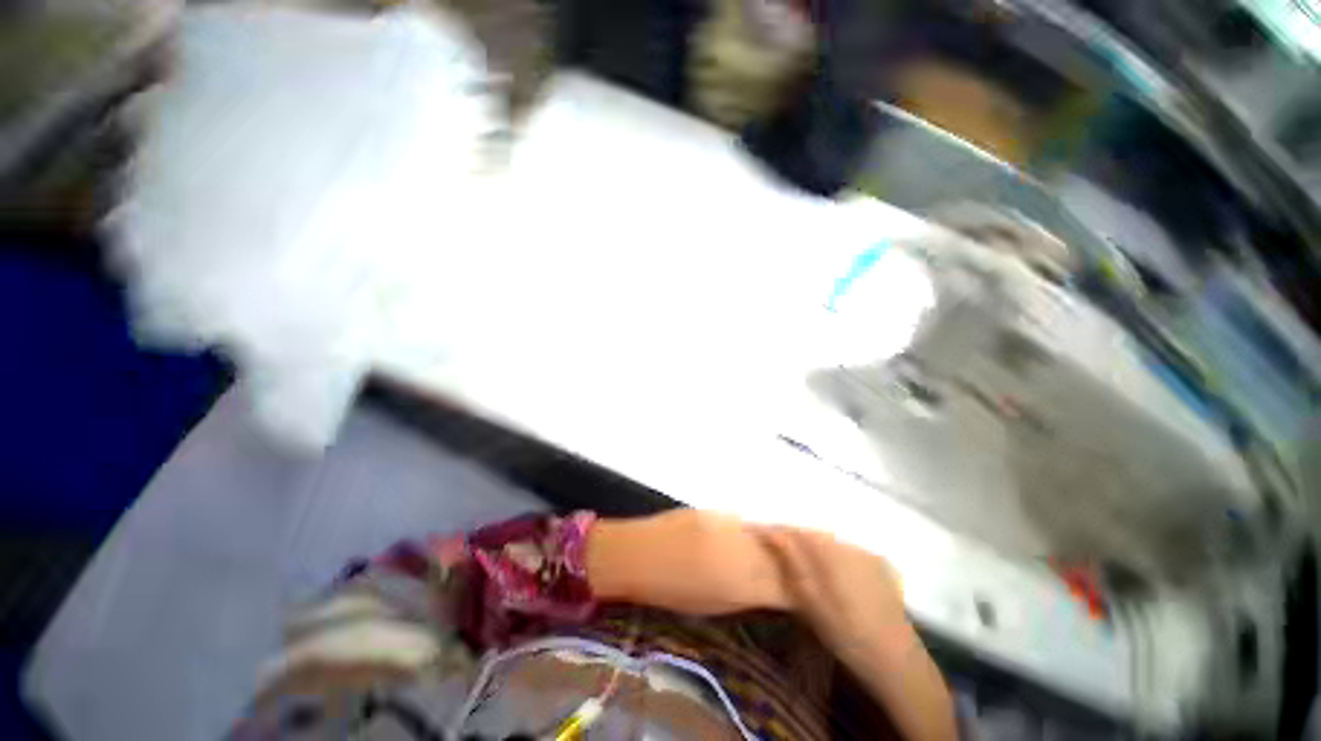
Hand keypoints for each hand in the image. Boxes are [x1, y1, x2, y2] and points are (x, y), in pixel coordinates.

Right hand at [757, 526, 956, 740]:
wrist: (896, 659)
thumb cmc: (846, 632)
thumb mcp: (811, 600)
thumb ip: (793, 562)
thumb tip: (773, 534)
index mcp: (829, 551)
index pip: (793, 530)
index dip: (772, 529)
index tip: (754, 530)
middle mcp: (845, 543)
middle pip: (809, 531)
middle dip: (789, 533)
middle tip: (771, 541)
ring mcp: (862, 552)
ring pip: (825, 538)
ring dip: (807, 541)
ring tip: (792, 551)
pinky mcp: (874, 563)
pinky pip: (841, 547)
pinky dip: (826, 550)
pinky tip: (823, 564)